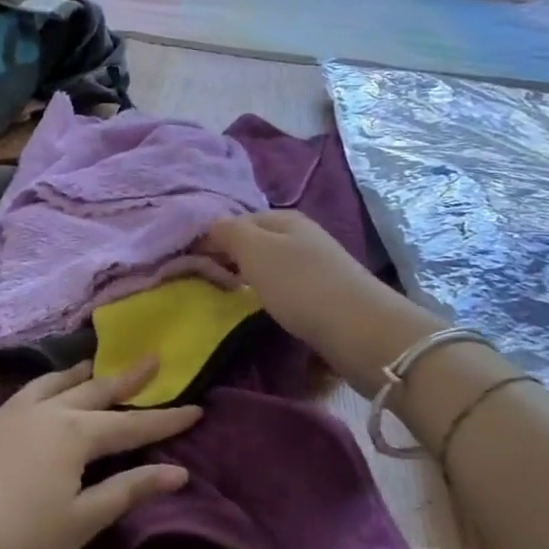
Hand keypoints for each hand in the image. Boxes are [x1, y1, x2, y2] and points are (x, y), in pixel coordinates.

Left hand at [0, 361, 200, 548]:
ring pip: (41, 389)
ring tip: (86, 364)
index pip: (130, 427)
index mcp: (73, 436)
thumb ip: (127, 491)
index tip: (197, 408)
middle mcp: (40, 416)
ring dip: (67, 377)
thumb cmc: (17, 543)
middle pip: (90, 394)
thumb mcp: (80, 522)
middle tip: (149, 359)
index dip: (165, 421)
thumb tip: (177, 471)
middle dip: (123, 380)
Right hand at [201, 212, 439, 393]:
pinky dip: (269, 296)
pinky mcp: (325, 295)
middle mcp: (301, 236)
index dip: (212, 238)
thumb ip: (228, 232)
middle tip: (205, 283)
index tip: (189, 264)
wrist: (360, 330)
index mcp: (284, 218)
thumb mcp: (255, 250)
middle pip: (255, 242)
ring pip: (270, 266)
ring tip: (228, 298)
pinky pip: (285, 288)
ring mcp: (316, 265)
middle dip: (230, 258)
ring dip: (249, 278)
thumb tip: (210, 225)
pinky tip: (262, 310)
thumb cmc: (301, 285)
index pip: (236, 220)